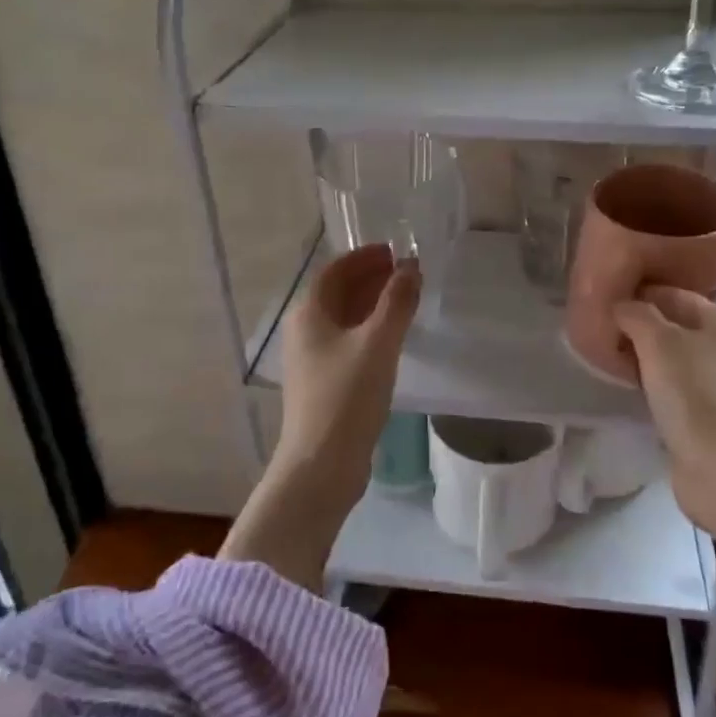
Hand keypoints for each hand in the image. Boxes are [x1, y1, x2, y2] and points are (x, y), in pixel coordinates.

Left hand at [221, 244, 418, 588]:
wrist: (321, 466)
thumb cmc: (347, 397)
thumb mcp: (378, 343)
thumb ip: (397, 302)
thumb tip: (411, 267)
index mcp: (309, 314)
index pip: (335, 270)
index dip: (364, 257)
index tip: (394, 251)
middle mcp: (305, 331)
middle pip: (338, 292)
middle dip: (371, 278)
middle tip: (406, 271)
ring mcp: (312, 359)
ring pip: (344, 319)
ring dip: (372, 304)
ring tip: (405, 299)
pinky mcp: (324, 383)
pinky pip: (348, 342)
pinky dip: (370, 329)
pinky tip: (392, 338)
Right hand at [614, 286, 715, 555]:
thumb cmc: (693, 396)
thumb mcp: (657, 341)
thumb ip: (636, 313)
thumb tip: (620, 306)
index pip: (673, 294)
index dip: (638, 294)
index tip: (605, 302)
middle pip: (673, 325)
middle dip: (638, 326)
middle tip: (602, 331)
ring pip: (672, 357)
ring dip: (643, 356)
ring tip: (610, 357)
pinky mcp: (709, 413)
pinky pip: (674, 385)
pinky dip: (652, 382)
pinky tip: (630, 385)